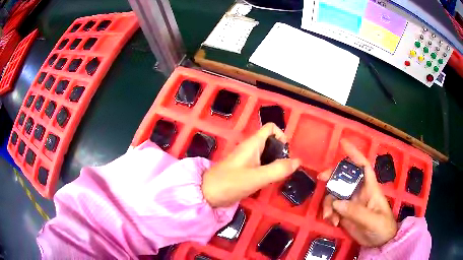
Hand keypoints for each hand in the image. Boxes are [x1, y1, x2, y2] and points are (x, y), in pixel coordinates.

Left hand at [202, 123, 300, 207]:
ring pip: (266, 154)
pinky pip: (260, 164)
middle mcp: (249, 148)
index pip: (270, 128)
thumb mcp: (257, 177)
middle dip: (281, 152)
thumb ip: (278, 169)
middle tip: (283, 168)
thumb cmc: (230, 183)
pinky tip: (267, 181)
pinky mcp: (243, 169)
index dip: (282, 136)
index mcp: (252, 144)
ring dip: (275, 162)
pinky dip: (267, 169)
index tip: (286, 153)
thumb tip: (298, 161)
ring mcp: (245, 158)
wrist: (207, 193)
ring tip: (278, 176)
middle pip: (270, 141)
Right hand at [318, 139, 397, 246]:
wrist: (380, 243)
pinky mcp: (345, 214)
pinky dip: (329, 214)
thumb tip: (337, 203)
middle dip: (332, 176)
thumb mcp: (372, 221)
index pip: (363, 166)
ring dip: (329, 204)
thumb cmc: (382, 227)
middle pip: (344, 177)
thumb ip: (356, 212)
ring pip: (335, 195)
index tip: (342, 143)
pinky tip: (333, 223)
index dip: (354, 153)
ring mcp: (351, 203)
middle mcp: (359, 192)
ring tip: (329, 217)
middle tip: (322, 180)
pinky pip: (333, 208)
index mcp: (370, 188)